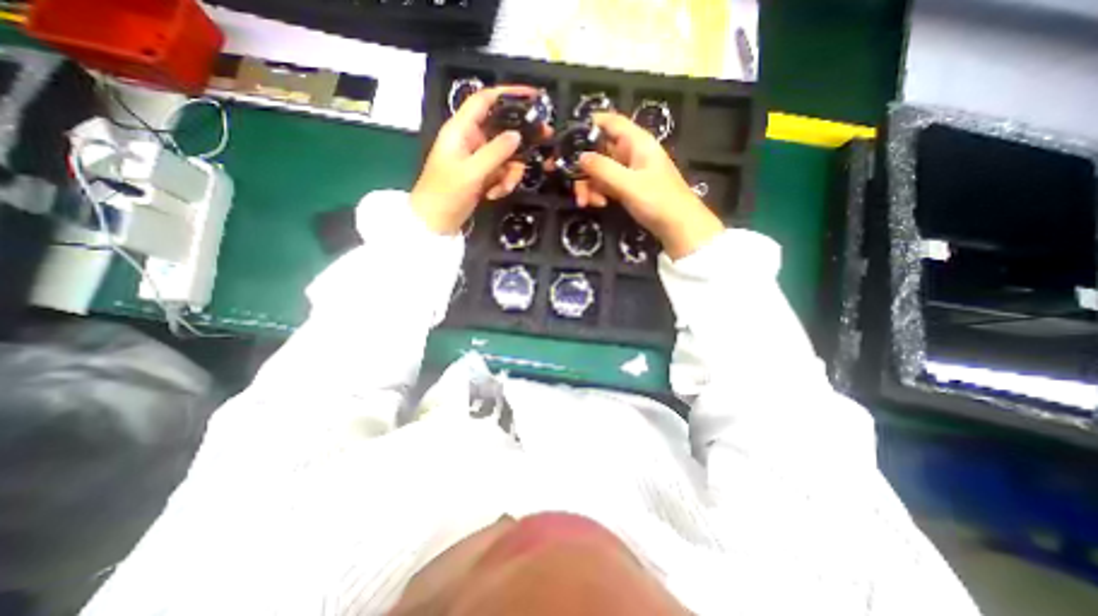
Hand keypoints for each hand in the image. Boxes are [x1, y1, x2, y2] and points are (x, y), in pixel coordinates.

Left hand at [412, 84, 549, 231]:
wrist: (436, 222)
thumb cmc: (446, 193)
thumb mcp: (472, 172)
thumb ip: (496, 152)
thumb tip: (518, 136)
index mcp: (461, 129)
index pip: (485, 100)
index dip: (508, 93)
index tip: (533, 96)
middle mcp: (472, 139)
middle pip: (503, 128)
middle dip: (521, 139)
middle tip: (545, 138)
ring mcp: (479, 158)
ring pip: (507, 155)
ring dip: (510, 172)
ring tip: (501, 188)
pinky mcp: (484, 175)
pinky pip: (503, 172)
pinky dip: (503, 184)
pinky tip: (493, 195)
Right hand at [576, 112, 727, 258]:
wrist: (678, 227)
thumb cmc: (658, 201)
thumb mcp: (629, 184)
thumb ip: (603, 169)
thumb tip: (579, 157)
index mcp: (636, 142)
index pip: (610, 122)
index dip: (588, 125)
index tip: (567, 140)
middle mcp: (630, 153)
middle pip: (598, 150)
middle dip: (583, 168)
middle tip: (572, 186)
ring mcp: (627, 171)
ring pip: (599, 171)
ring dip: (589, 186)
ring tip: (587, 203)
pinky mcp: (626, 188)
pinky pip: (605, 185)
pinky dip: (598, 193)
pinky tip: (599, 205)